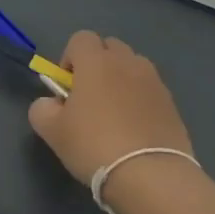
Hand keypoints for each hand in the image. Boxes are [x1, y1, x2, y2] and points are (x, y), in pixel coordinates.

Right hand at [28, 31, 192, 185]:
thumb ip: (42, 108)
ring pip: (133, 67)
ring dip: (121, 80)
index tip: (68, 87)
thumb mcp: (51, 130)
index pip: (80, 38)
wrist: (150, 175)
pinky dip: (140, 100)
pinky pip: (150, 90)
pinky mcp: (172, 103)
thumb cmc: (93, 145)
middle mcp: (127, 62)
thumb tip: (51, 104)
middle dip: (97, 64)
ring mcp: (154, 82)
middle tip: (89, 98)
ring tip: (115, 114)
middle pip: (110, 47)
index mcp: (96, 62)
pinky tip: (135, 130)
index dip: (70, 58)